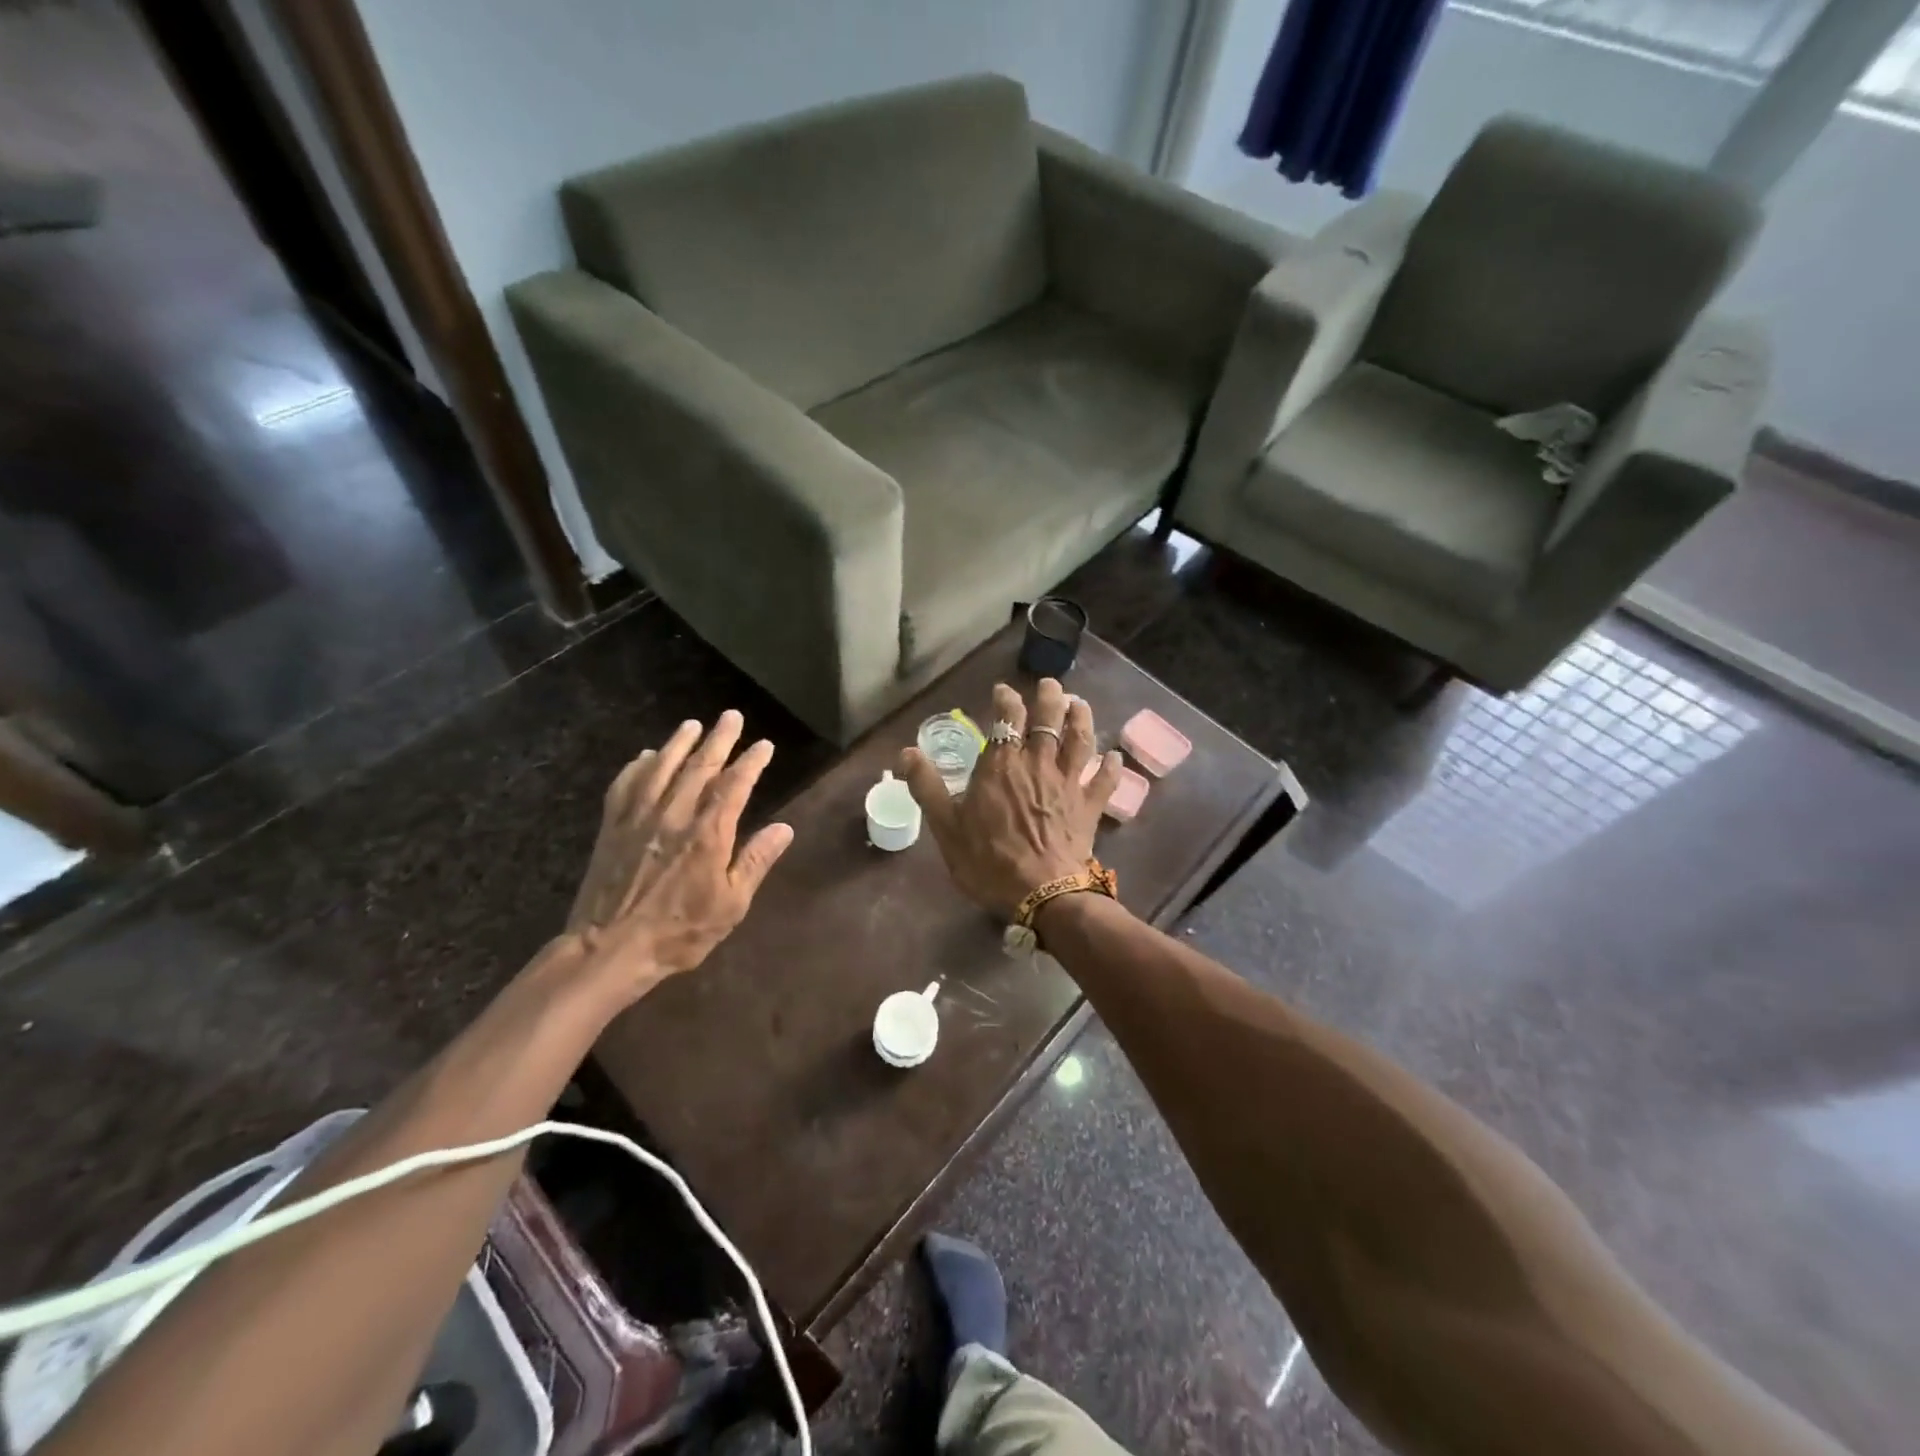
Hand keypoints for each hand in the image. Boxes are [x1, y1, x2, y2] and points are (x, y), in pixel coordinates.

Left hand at [560, 711, 793, 1003]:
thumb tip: (784, 828)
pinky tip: (644, 757)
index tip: (763, 745)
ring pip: (661, 768)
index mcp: (708, 833)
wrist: (610, 948)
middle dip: (718, 740)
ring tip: (692, 725)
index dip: (751, 762)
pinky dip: (636, 767)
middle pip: (699, 767)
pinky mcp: (611, 828)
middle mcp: (674, 815)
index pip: (735, 786)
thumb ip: (756, 861)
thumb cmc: (680, 931)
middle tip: (731, 717)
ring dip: (678, 744)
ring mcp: (638, 818)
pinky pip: (624, 786)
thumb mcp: (731, 905)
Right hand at [899, 679, 1120, 918]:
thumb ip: (927, 786)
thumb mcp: (946, 827)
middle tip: (1050, 685)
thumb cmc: (989, 861)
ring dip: (1081, 719)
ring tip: (1080, 705)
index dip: (1006, 700)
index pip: (1007, 718)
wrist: (1041, 893)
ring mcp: (1068, 783)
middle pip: (1048, 719)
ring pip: (1079, 740)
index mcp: (1001, 765)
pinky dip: (1111, 766)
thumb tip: (906, 752)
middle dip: (1050, 698)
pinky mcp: (1089, 806)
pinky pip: (1104, 780)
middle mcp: (1038, 763)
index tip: (1003, 691)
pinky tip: (1115, 756)